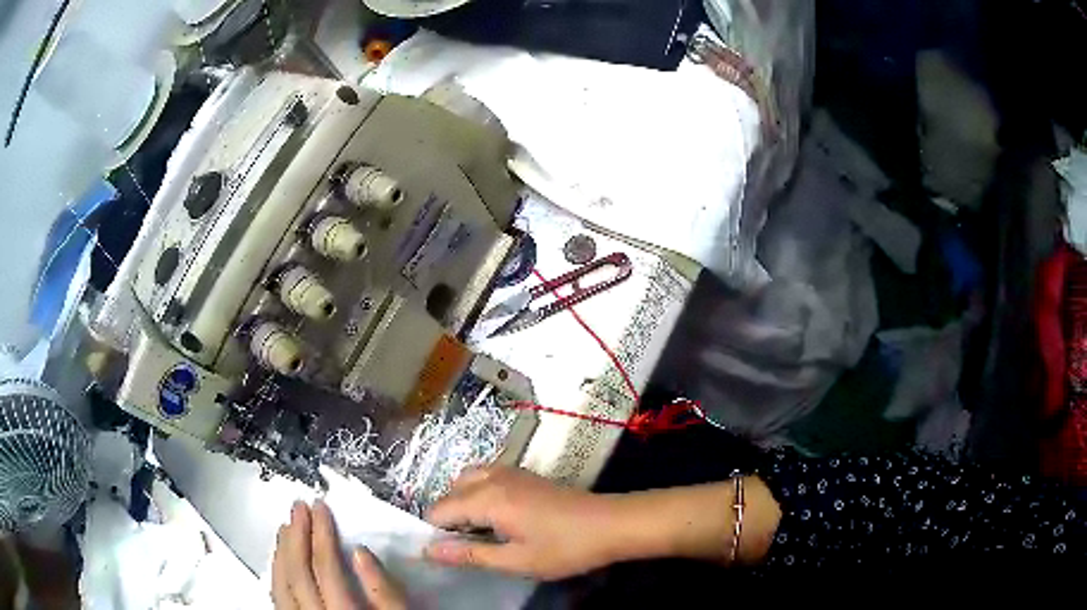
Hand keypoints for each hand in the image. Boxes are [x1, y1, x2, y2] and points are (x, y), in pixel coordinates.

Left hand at [273, 500, 406, 609]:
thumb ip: (386, 593)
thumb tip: (360, 552)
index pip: (324, 568)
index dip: (321, 535)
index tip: (321, 507)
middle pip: (296, 573)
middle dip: (296, 536)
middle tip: (298, 507)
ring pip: (279, 585)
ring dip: (281, 552)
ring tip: (286, 527)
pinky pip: (277, 599)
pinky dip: (276, 573)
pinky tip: (281, 561)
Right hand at [423, 466, 619, 580]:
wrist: (610, 524)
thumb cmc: (563, 547)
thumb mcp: (515, 560)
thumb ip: (469, 554)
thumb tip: (428, 551)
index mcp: (487, 498)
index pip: (439, 510)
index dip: (434, 533)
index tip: (444, 555)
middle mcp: (493, 478)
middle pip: (450, 491)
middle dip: (447, 517)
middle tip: (464, 547)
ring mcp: (510, 472)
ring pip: (467, 479)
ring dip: (462, 503)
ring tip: (477, 533)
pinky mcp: (525, 474)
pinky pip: (486, 476)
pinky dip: (478, 492)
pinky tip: (496, 517)